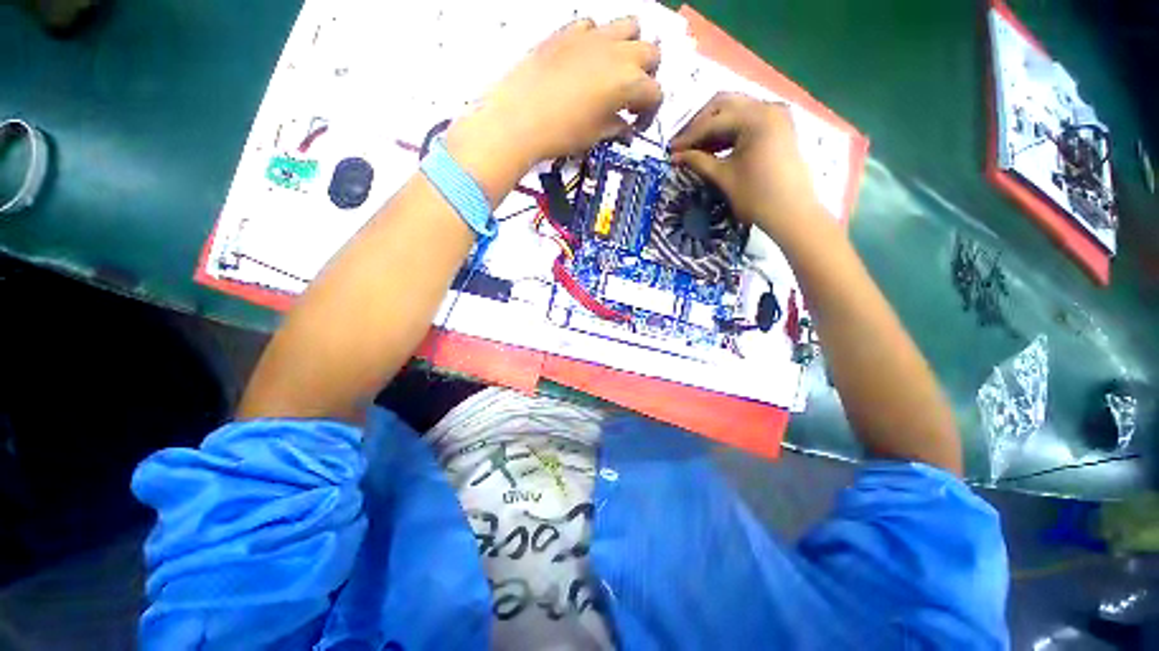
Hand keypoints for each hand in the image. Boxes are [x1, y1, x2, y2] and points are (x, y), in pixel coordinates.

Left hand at [451, 17, 662, 167]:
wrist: (520, 118)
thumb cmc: (563, 133)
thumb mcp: (596, 135)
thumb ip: (616, 127)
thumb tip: (625, 125)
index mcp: (629, 82)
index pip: (655, 93)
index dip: (650, 112)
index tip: (637, 124)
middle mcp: (618, 52)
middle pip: (651, 53)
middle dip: (647, 75)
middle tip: (630, 97)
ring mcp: (593, 36)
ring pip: (629, 26)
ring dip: (629, 47)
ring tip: (614, 70)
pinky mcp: (568, 31)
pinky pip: (593, 26)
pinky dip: (596, 40)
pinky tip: (585, 61)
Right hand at [669, 93, 826, 244]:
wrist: (792, 214)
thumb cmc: (756, 197)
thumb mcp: (723, 178)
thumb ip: (698, 161)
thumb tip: (675, 156)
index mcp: (755, 118)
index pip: (713, 121)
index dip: (689, 136)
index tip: (671, 150)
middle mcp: (767, 107)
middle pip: (724, 105)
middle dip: (699, 123)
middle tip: (682, 145)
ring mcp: (776, 115)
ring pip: (736, 111)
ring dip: (713, 126)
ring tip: (695, 148)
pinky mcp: (779, 127)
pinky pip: (748, 120)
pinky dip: (729, 131)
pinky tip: (714, 148)